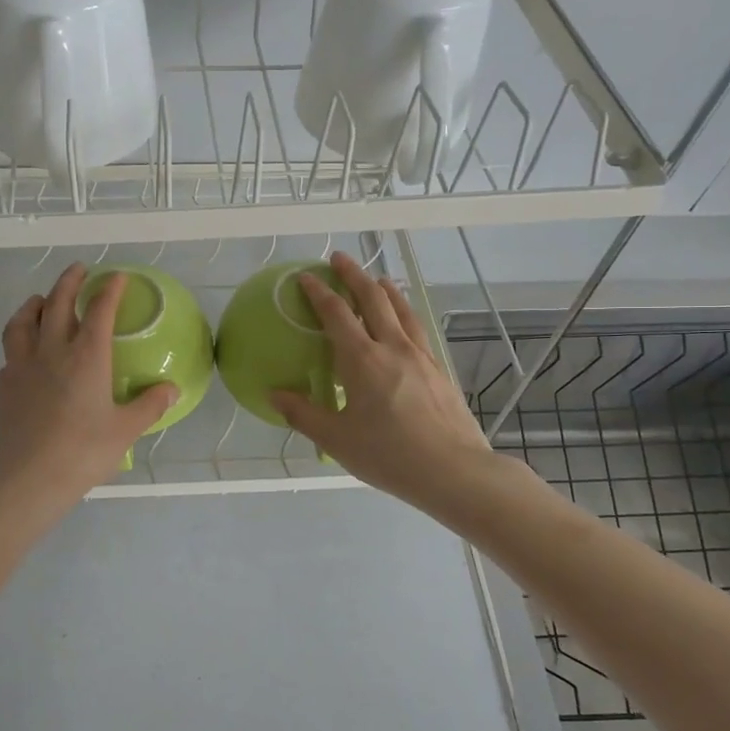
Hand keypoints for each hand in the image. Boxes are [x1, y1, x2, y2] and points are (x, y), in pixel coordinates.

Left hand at [0, 263, 178, 517]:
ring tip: (40, 300)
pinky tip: (23, 356)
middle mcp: (51, 352)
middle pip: (57, 304)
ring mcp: (21, 367)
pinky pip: (9, 356)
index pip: (99, 311)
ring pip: (22, 322)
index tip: (117, 276)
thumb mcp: (125, 430)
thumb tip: (172, 389)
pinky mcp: (3, 387)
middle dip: (69, 282)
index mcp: (86, 358)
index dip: (109, 289)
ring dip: (33, 305)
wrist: (28, 480)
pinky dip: (17, 346)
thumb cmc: (82, 453)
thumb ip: (150, 406)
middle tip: (78, 270)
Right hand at [270, 251, 500, 518]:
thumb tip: (274, 394)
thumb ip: (303, 414)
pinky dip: (405, 311)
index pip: (336, 314)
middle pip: (373, 298)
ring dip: (384, 288)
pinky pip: (417, 327)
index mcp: (363, 360)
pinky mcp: (438, 368)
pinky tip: (404, 320)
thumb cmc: (390, 455)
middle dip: (354, 275)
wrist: (455, 471)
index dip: (318, 292)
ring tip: (376, 278)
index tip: (305, 276)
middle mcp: (393, 347)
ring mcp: (420, 355)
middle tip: (339, 259)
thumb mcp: (338, 440)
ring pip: (401, 308)